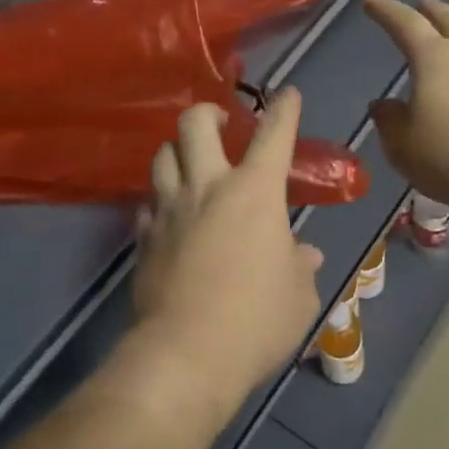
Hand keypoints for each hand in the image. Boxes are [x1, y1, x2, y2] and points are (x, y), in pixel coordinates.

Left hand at [121, 89, 323, 432]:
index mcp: (255, 192)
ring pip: (162, 156)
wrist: (187, 354)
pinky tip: (167, 215)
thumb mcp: (298, 296)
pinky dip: (160, 202)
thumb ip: (301, 267)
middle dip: (208, 111)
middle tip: (220, 120)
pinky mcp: (145, 237)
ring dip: (177, 151)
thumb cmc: (257, 320)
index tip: (287, 94)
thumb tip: (304, 255)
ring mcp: (170, 209)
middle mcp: (208, 187)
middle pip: (195, 125)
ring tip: (190, 162)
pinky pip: (148, 204)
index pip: (273, 135)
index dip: (284, 110)